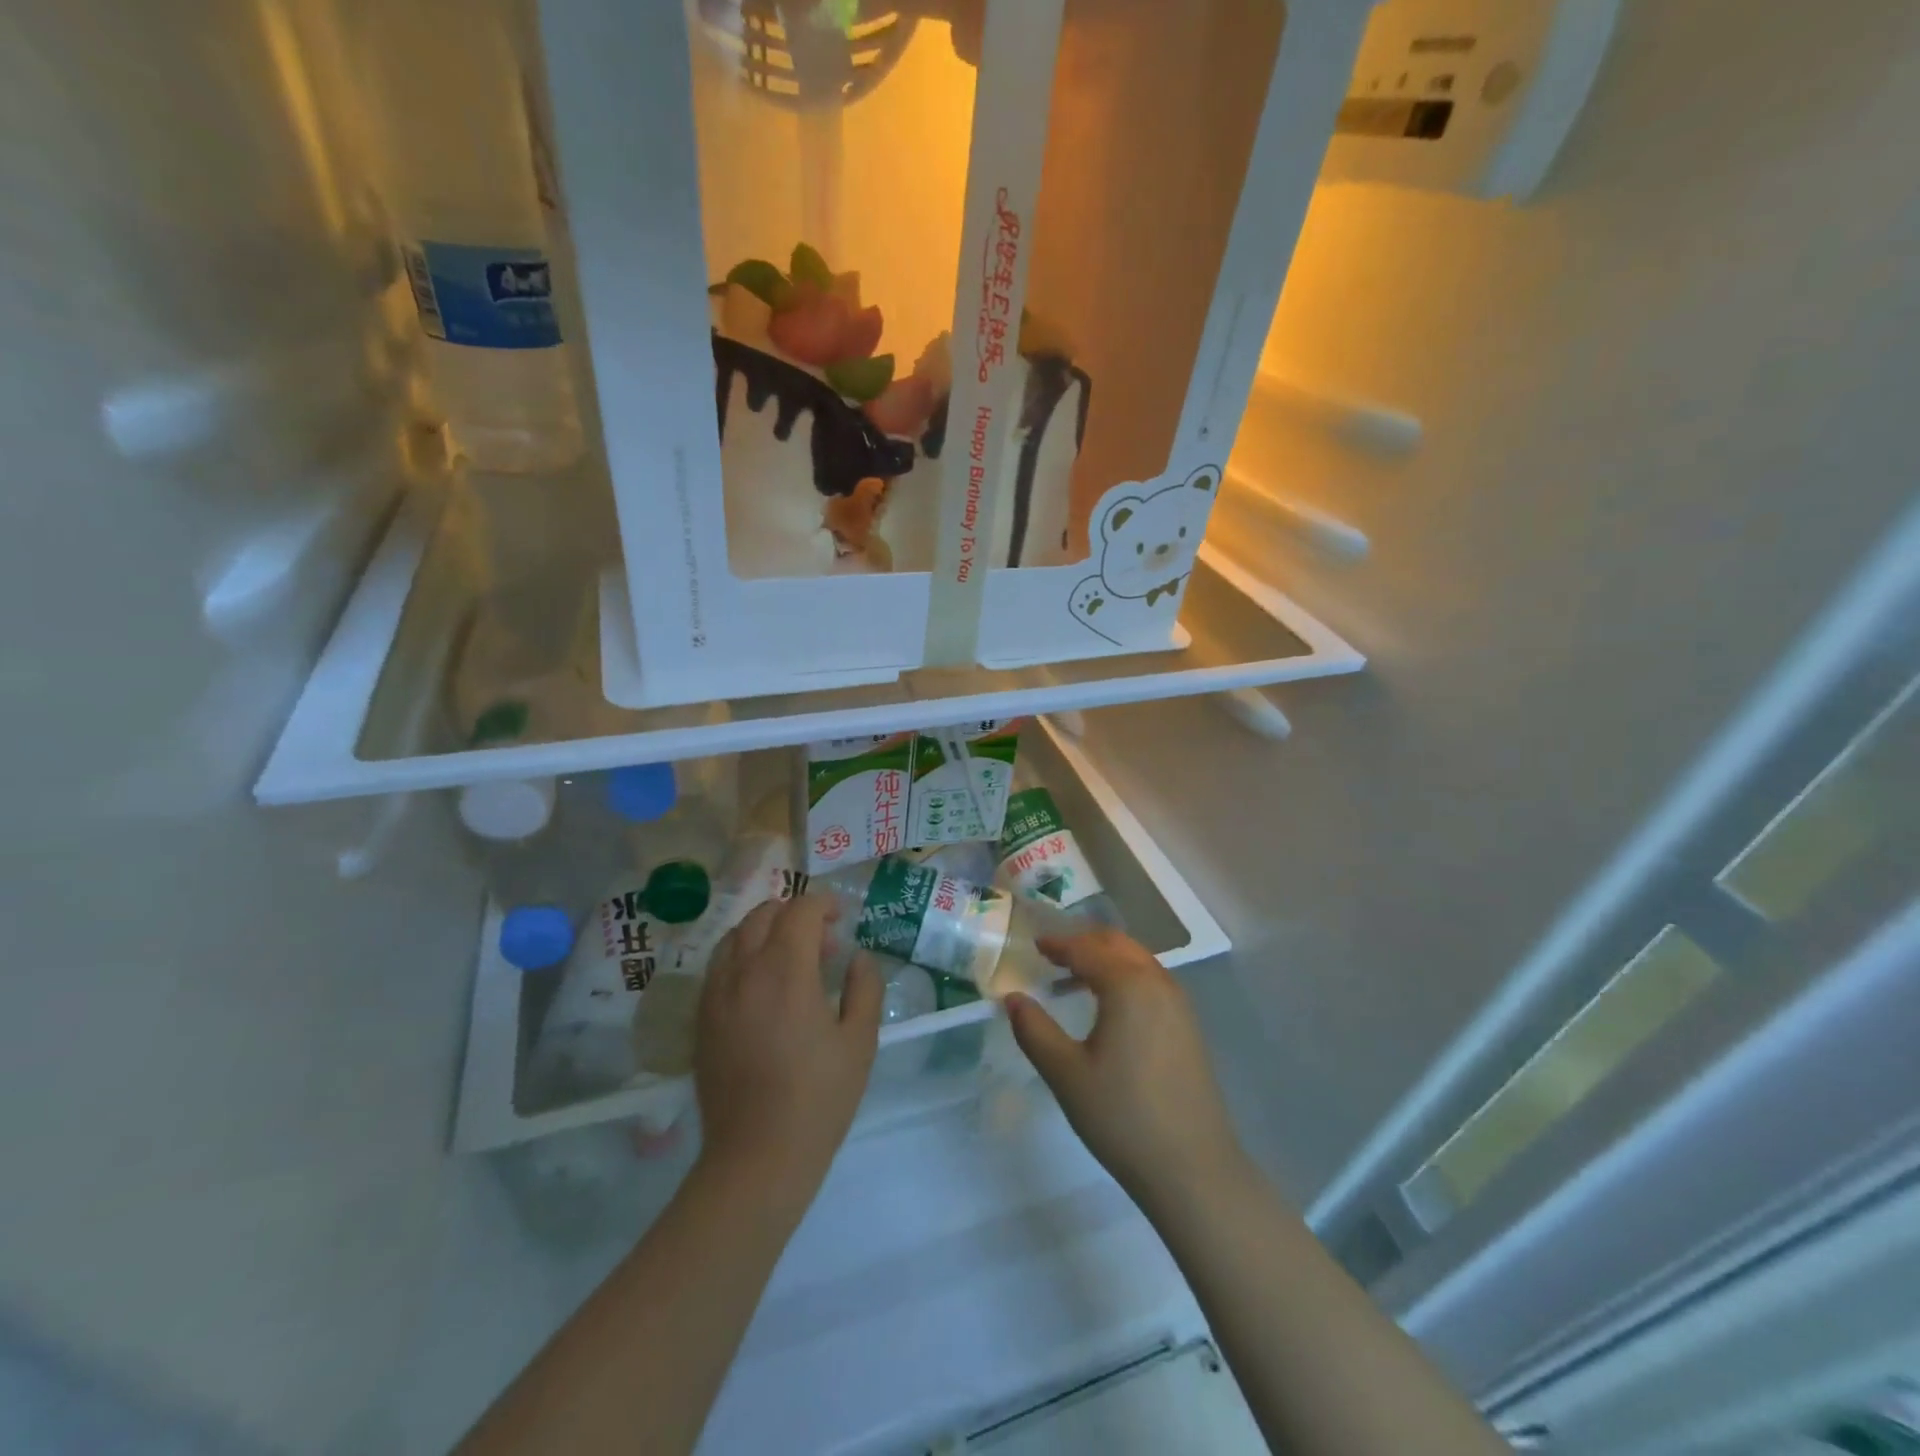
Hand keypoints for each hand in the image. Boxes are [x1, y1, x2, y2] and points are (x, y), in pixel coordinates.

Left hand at [694, 894, 882, 1208]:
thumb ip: (864, 987)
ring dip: (765, 932)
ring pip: (735, 936)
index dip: (823, 904)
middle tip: (822, 943)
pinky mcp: (701, 1019)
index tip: (842, 918)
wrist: (757, 1157)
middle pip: (763, 914)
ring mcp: (716, 994)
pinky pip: (719, 966)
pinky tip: (762, 987)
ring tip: (790, 960)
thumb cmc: (819, 1098)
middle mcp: (744, 971)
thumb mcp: (860, 1041)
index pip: (800, 911)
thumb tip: (857, 958)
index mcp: (785, 971)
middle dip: (794, 914)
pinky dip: (742, 956)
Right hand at [1005, 929, 1248, 1209]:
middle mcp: (1157, 982)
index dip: (1058, 944)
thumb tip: (1012, 998)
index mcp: (1128, 985)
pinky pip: (1151, 981)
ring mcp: (1179, 1003)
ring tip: (1073, 978)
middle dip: (1084, 942)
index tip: (1034, 944)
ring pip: (1137, 960)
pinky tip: (1107, 1006)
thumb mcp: (1066, 1074)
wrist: (1194, 1169)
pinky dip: (1124, 976)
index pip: (1086, 949)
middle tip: (1052, 954)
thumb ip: (1034, 1030)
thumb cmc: (1123, 1117)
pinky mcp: (1188, 1026)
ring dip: (1105, 958)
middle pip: (1117, 944)